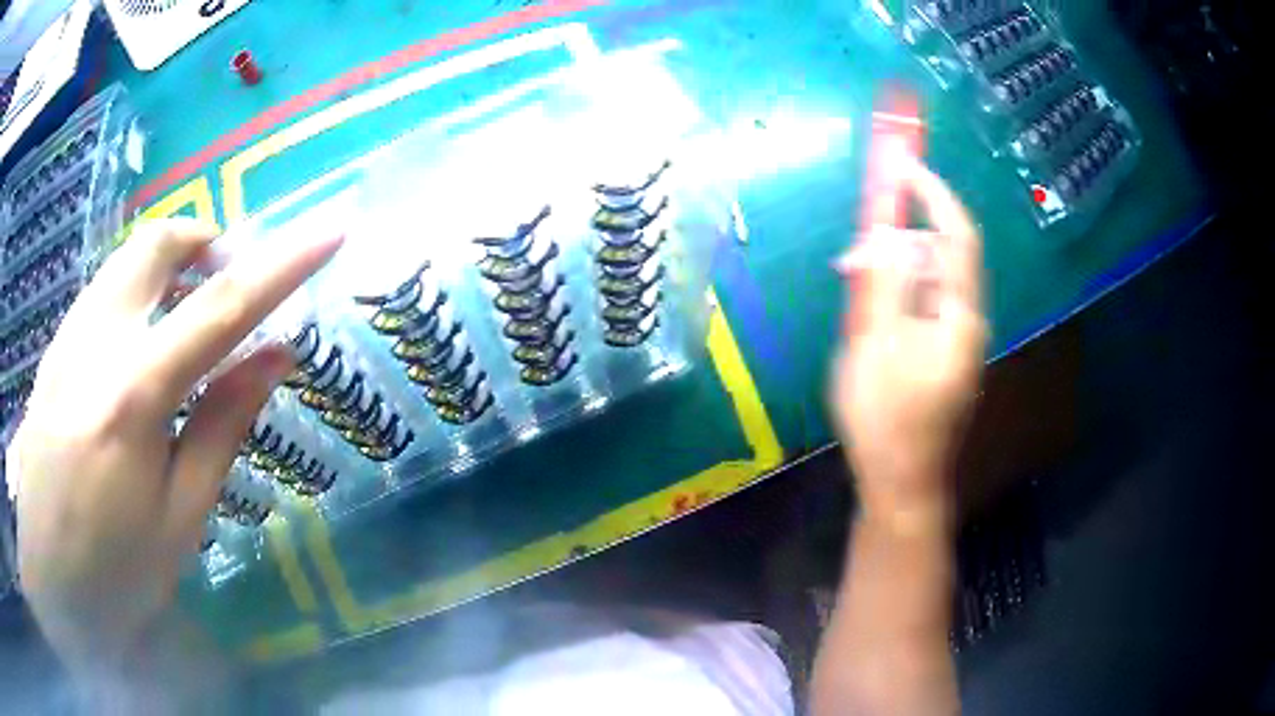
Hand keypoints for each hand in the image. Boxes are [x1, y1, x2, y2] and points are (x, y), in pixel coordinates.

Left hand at [6, 219, 341, 678]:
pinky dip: (137, 293)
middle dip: (206, 241)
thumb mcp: (180, 518)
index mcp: (134, 395)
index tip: (328, 232)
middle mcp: (96, 342)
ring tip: (188, 315)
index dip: (282, 264)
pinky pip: (104, 290)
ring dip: (170, 265)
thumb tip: (274, 357)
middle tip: (230, 279)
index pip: (220, 307)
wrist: (50, 580)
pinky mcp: (55, 349)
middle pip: (157, 243)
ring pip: (126, 258)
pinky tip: (141, 348)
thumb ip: (222, 426)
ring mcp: (68, 339)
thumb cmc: (116, 571)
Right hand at [830, 161, 987, 523]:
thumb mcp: (875, 343)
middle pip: (940, 257)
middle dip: (898, 240)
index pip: (957, 235)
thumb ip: (885, 281)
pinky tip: (868, 313)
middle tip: (851, 254)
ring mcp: (954, 340)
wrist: (901, 483)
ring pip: (927, 282)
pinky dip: (895, 296)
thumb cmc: (886, 418)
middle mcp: (965, 321)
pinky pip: (921, 307)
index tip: (903, 161)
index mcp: (959, 316)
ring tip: (850, 285)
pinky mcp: (940, 355)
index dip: (933, 193)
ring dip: (891, 270)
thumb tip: (892, 231)